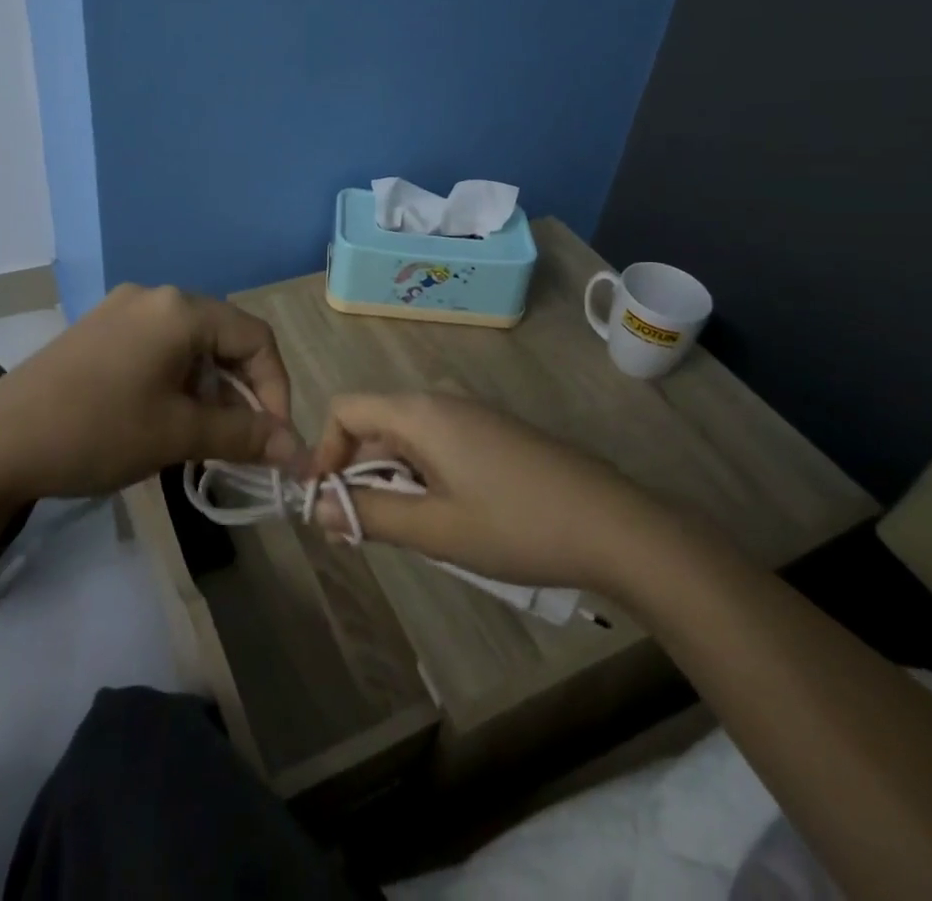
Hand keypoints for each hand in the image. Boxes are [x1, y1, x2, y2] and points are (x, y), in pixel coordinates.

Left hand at [0, 284, 299, 503]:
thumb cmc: (97, 431)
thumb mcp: (178, 434)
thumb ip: (245, 436)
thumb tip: (298, 451)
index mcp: (180, 309)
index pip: (256, 338)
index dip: (276, 389)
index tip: (274, 439)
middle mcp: (155, 296)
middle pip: (223, 338)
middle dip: (240, 392)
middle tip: (239, 442)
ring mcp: (121, 310)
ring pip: (190, 345)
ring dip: (207, 389)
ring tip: (199, 438)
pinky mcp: (98, 330)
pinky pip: (157, 348)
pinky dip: (175, 381)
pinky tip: (162, 418)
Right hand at [309, 391, 643, 589]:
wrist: (614, 525)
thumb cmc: (516, 525)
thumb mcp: (436, 529)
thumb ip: (370, 515)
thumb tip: (318, 509)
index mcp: (419, 412)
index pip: (345, 409)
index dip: (324, 452)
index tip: (325, 504)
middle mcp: (440, 401)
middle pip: (374, 424)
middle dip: (356, 473)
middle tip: (359, 531)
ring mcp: (471, 415)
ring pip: (405, 438)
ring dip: (389, 480)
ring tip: (406, 531)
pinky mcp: (492, 433)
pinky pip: (436, 444)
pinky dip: (421, 476)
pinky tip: (444, 518)